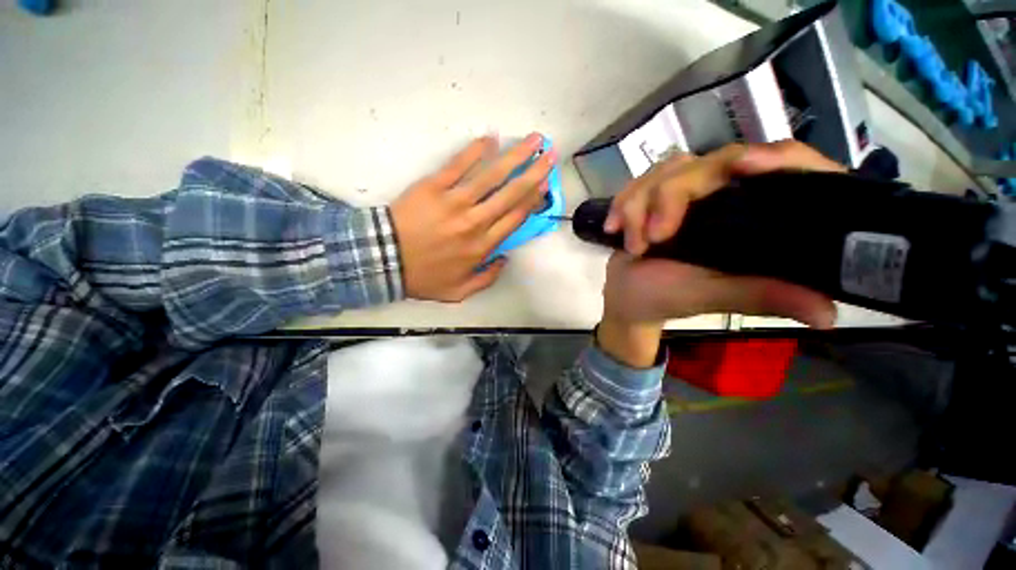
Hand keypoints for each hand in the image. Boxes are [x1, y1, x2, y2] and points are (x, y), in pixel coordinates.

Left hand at [391, 134, 556, 301]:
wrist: (384, 259)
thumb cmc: (423, 276)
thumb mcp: (458, 291)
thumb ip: (486, 279)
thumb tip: (505, 259)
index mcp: (482, 246)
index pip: (515, 218)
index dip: (533, 200)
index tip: (545, 185)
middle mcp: (475, 222)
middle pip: (511, 194)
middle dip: (534, 173)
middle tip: (550, 155)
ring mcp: (455, 202)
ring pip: (491, 176)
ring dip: (515, 156)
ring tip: (533, 140)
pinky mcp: (434, 187)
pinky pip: (458, 165)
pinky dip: (475, 151)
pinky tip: (490, 139)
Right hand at [596, 141, 842, 367]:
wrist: (624, 296)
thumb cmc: (666, 298)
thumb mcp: (710, 296)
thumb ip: (757, 295)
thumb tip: (827, 314)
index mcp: (753, 217)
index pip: (786, 167)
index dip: (777, 158)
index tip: (745, 166)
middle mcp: (724, 196)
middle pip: (711, 163)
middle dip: (671, 197)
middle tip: (653, 238)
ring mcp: (686, 193)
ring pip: (668, 170)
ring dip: (639, 205)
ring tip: (633, 245)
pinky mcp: (654, 196)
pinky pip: (639, 182)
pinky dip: (623, 203)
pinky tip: (613, 228)